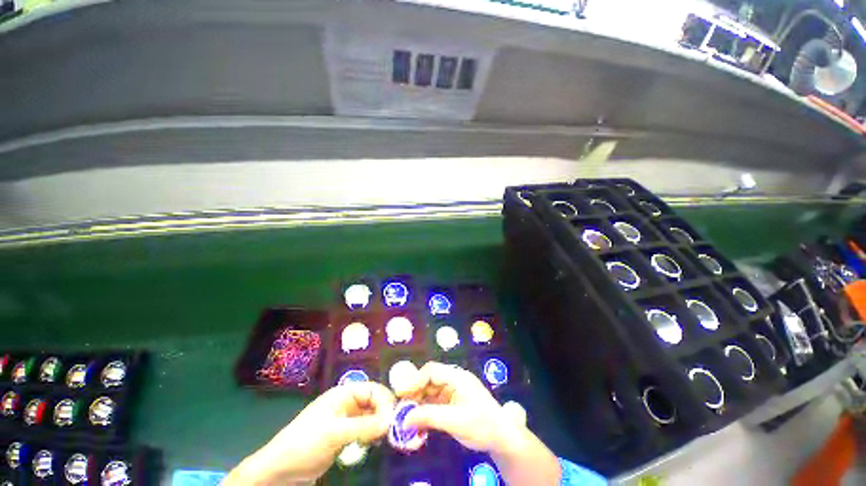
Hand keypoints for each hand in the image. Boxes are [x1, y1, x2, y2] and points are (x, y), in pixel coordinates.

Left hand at [224, 382, 394, 485]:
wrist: (280, 472)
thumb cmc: (305, 444)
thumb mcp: (335, 434)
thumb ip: (365, 426)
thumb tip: (392, 421)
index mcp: (343, 394)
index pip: (372, 390)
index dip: (385, 400)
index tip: (394, 418)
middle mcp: (347, 404)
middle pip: (374, 403)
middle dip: (385, 413)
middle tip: (395, 430)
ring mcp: (346, 421)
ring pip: (371, 417)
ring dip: (380, 426)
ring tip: (388, 438)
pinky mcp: (345, 437)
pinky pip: (365, 431)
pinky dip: (373, 436)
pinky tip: (377, 444)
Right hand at [395, 361, 561, 485]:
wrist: (503, 438)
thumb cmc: (482, 425)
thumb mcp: (454, 421)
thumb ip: (429, 417)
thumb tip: (405, 419)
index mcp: (457, 377)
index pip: (432, 371)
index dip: (415, 380)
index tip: (401, 394)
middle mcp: (454, 380)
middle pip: (430, 380)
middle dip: (415, 392)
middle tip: (401, 407)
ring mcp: (454, 391)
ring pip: (431, 392)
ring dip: (419, 403)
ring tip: (407, 417)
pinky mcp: (453, 403)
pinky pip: (435, 402)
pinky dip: (426, 411)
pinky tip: (419, 422)